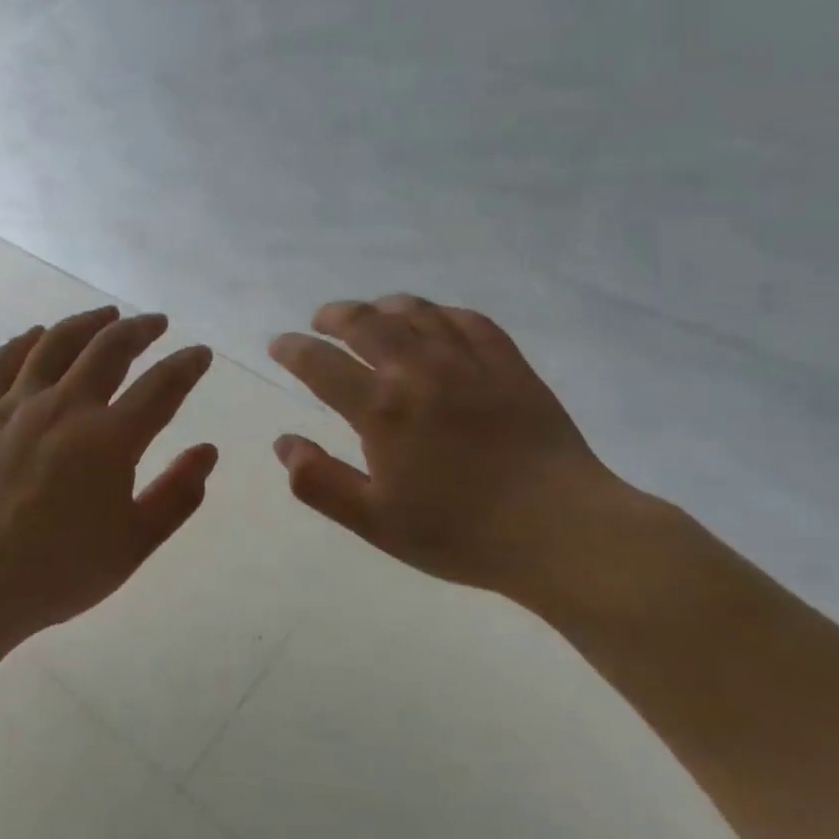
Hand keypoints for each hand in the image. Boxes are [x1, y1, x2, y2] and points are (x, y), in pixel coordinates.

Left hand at [0, 306, 216, 669]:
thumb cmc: (59, 572)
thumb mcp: (134, 544)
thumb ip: (177, 494)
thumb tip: (207, 450)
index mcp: (109, 440)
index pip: (161, 386)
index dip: (186, 365)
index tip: (199, 353)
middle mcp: (65, 407)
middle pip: (109, 348)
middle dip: (140, 329)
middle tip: (157, 323)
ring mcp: (17, 406)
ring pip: (56, 343)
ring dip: (87, 322)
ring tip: (107, 314)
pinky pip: (1, 362)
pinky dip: (24, 341)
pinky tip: (38, 334)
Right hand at [268, 295, 660, 614]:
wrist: (559, 530)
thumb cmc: (460, 533)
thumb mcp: (375, 522)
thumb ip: (320, 481)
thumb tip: (284, 442)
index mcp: (382, 409)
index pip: (321, 364)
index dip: (293, 349)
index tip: (280, 344)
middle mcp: (418, 370)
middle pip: (365, 323)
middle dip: (334, 316)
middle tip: (321, 321)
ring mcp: (467, 361)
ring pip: (415, 311)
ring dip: (383, 306)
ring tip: (371, 313)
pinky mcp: (508, 363)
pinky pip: (467, 319)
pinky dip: (439, 312)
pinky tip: (434, 320)